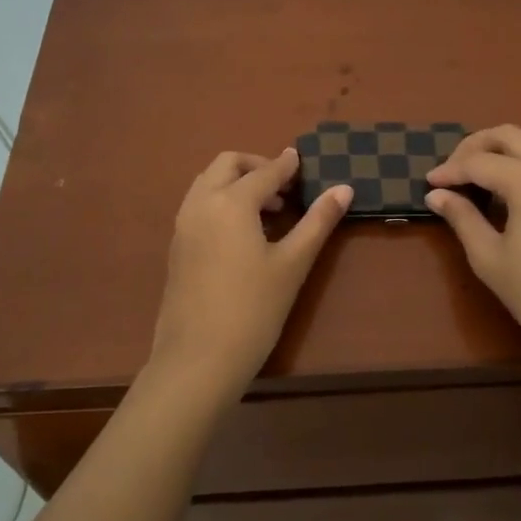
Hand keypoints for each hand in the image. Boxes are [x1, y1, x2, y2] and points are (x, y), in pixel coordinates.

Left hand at [147, 147, 351, 398]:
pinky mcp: (176, 247)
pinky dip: (221, 201)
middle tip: (285, 188)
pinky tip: (243, 234)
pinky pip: (199, 205)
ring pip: (208, 182)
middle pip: (227, 164)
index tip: (304, 160)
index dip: (288, 166)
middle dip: (257, 166)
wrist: (198, 360)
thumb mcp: (293, 264)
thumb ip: (318, 221)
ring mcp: (183, 225)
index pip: (265, 172)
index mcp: (230, 202)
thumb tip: (343, 188)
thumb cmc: (253, 310)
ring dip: (236, 182)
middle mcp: (201, 204)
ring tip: (267, 211)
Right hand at [425, 126, 520, 375]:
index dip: (450, 171)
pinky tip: (507, 186)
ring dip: (501, 149)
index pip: (479, 162)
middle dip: (474, 147)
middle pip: (508, 136)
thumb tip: (436, 195)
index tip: (428, 183)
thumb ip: (462, 218)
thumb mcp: (489, 258)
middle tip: (450, 172)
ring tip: (476, 175)